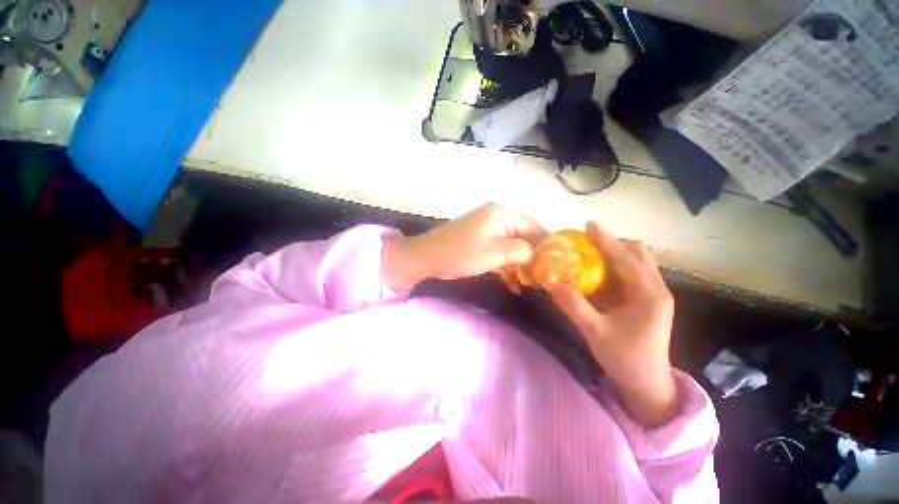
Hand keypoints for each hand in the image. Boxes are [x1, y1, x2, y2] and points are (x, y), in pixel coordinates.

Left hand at [381, 203, 545, 291]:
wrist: (427, 257)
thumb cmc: (461, 254)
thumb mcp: (496, 253)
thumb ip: (522, 251)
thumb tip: (539, 253)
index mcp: (501, 214)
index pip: (533, 226)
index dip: (546, 244)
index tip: (557, 263)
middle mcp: (495, 216)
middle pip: (523, 234)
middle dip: (533, 254)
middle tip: (543, 275)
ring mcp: (485, 227)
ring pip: (511, 242)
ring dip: (519, 260)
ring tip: (530, 280)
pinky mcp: (478, 238)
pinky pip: (498, 247)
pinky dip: (506, 261)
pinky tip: (512, 278)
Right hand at [546, 221, 677, 426]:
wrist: (647, 384)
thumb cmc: (624, 358)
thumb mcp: (594, 331)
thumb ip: (572, 304)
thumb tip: (549, 281)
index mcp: (649, 294)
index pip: (626, 258)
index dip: (606, 240)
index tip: (588, 225)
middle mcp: (656, 289)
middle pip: (639, 253)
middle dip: (613, 243)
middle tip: (587, 243)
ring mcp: (654, 294)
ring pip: (638, 261)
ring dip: (615, 253)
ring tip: (590, 254)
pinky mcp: (648, 300)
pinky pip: (633, 273)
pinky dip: (616, 266)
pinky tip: (599, 272)